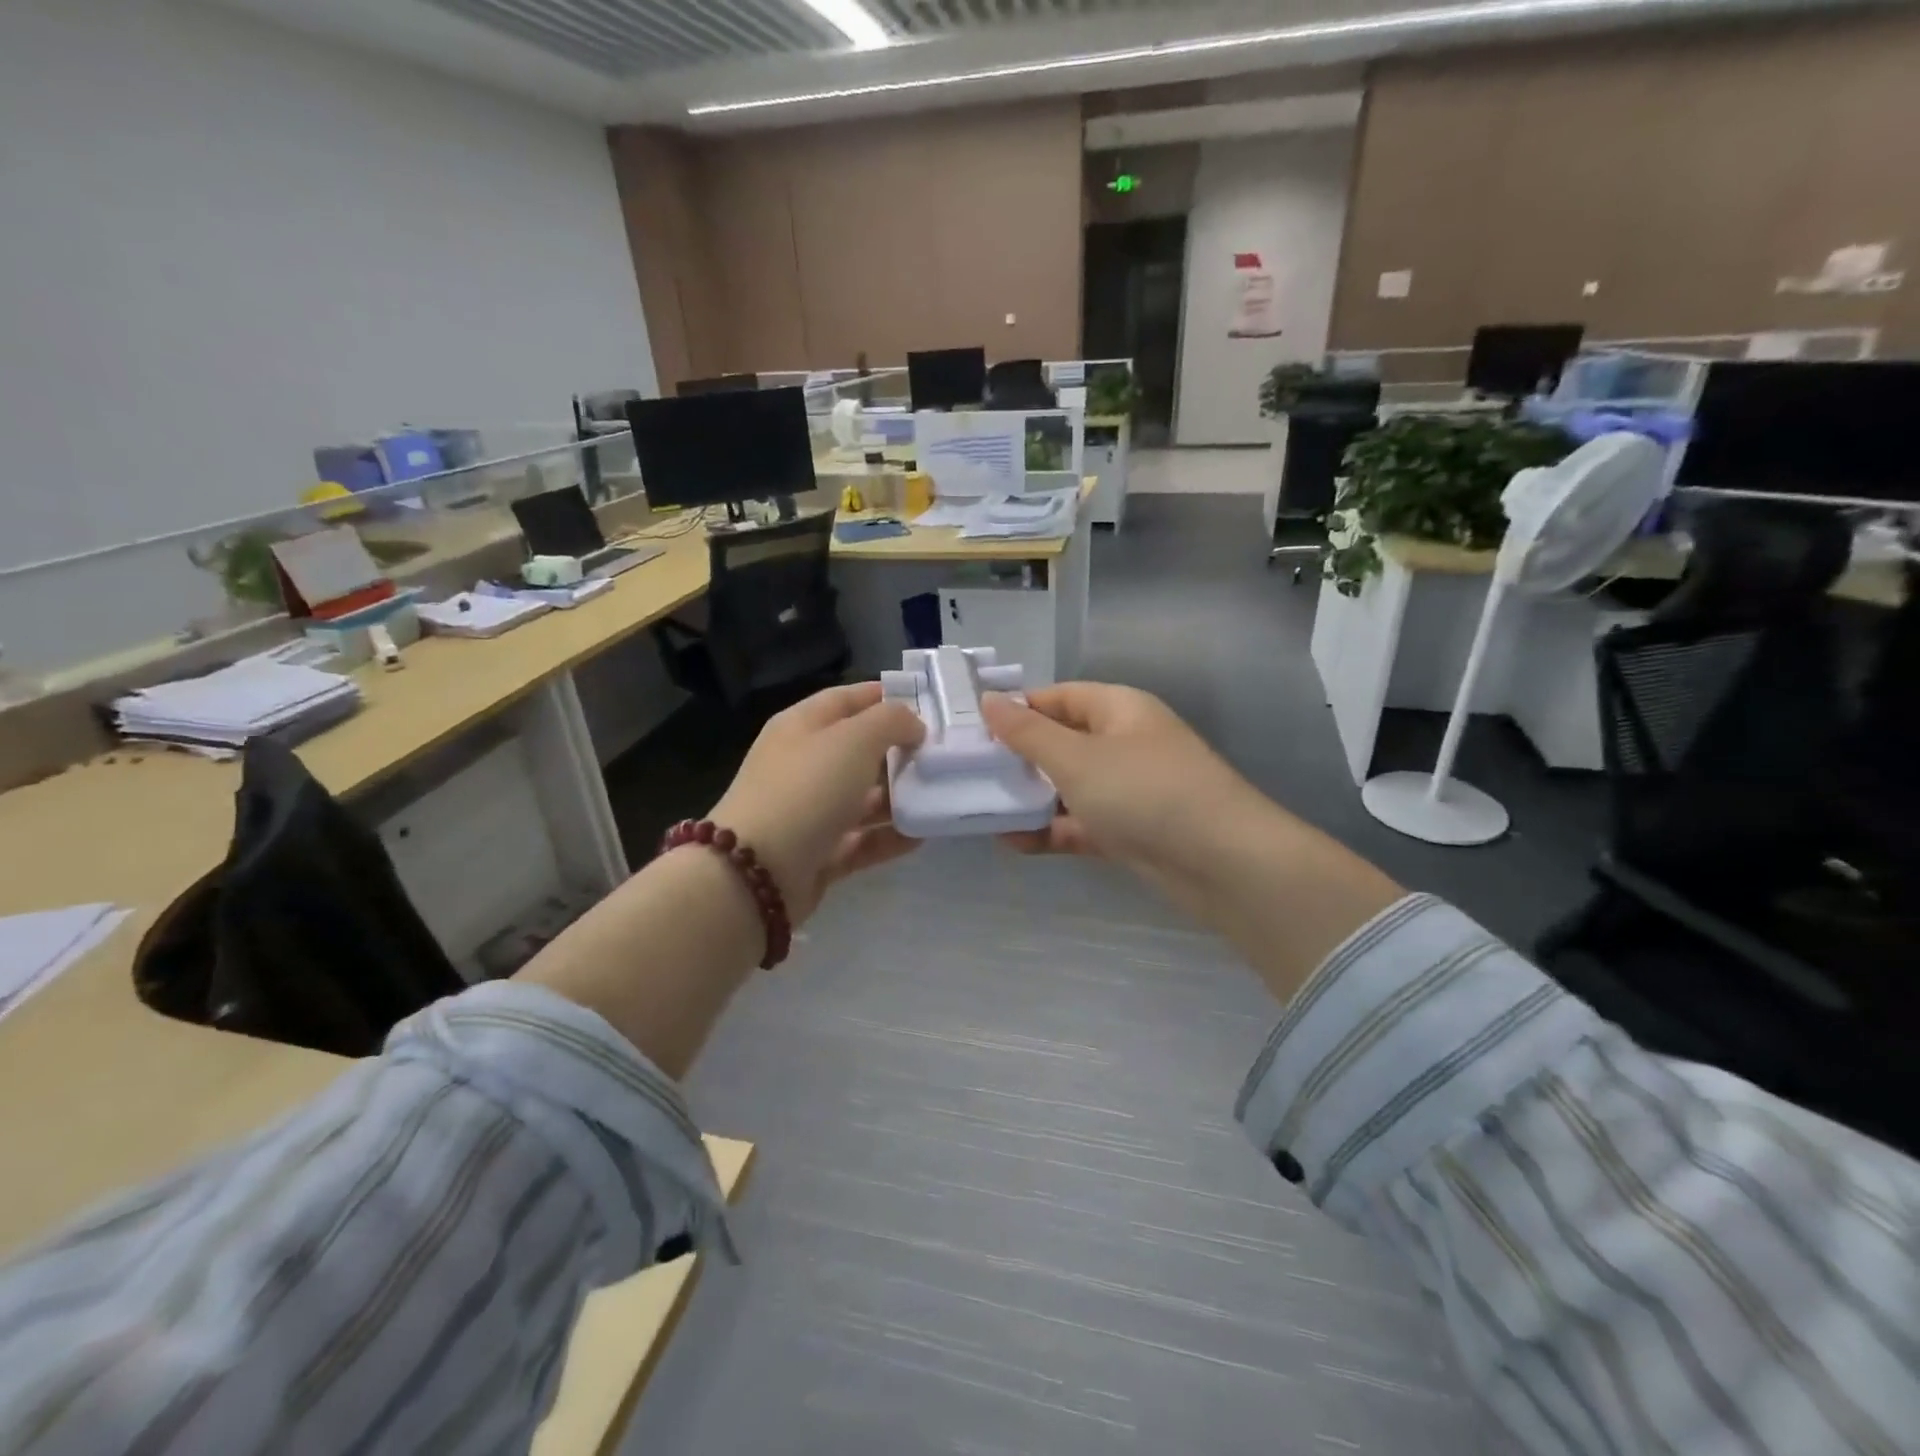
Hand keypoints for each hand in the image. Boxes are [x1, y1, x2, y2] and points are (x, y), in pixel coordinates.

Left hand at [709, 682, 924, 921]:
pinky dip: (890, 837)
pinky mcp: (818, 853)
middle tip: (943, 756)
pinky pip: (862, 840)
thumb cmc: (808, 789)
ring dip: (899, 797)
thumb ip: (891, 721)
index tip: (929, 707)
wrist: (757, 872)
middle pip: (858, 750)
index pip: (848, 699)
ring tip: (939, 796)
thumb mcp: (854, 739)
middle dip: (900, 751)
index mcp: (802, 726)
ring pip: (862, 798)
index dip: (886, 698)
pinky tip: (922, 835)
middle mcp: (804, 764)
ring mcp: (809, 811)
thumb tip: (912, 727)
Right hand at [982, 682, 1402, 1002]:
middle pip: (1062, 742)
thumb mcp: (1076, 758)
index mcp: (1118, 710)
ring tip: (981, 810)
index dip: (1017, 709)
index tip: (974, 730)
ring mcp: (1129, 789)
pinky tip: (1013, 842)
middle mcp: (1124, 743)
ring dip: (1031, 799)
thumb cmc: (1144, 792)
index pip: (1058, 697)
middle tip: (970, 774)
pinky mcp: (1131, 831)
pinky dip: (1052, 831)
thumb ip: (1027, 733)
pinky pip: (1082, 823)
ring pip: (1069, 787)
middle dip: (1018, 759)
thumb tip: (989, 700)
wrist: (1222, 863)